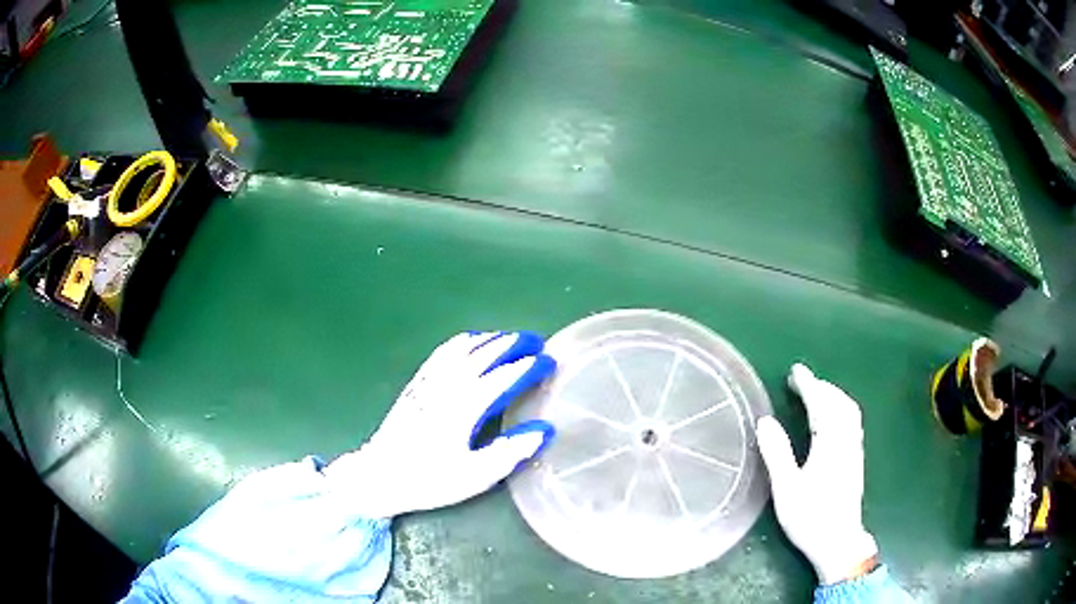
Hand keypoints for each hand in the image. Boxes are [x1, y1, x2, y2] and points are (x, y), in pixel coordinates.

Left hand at [324, 331, 556, 518]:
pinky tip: (470, 343)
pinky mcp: (417, 384)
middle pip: (484, 354)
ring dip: (490, 339)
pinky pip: (443, 352)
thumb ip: (510, 452)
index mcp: (465, 407)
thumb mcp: (474, 476)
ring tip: (510, 339)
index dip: (529, 366)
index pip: (503, 377)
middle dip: (513, 343)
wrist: (378, 476)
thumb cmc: (429, 479)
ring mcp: (429, 381)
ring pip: (464, 348)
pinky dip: (463, 342)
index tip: (549, 361)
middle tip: (537, 341)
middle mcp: (448, 386)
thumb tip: (544, 428)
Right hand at [756, 364, 877, 584]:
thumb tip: (765, 421)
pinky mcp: (856, 460)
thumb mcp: (787, 489)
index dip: (809, 385)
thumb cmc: (810, 517)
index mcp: (831, 444)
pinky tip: (831, 419)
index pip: (822, 405)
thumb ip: (778, 454)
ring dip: (833, 396)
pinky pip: (852, 422)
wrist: (838, 541)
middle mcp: (847, 441)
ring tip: (816, 394)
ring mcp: (855, 450)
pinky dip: (840, 409)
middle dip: (822, 387)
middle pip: (840, 403)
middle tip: (802, 381)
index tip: (796, 371)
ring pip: (849, 412)